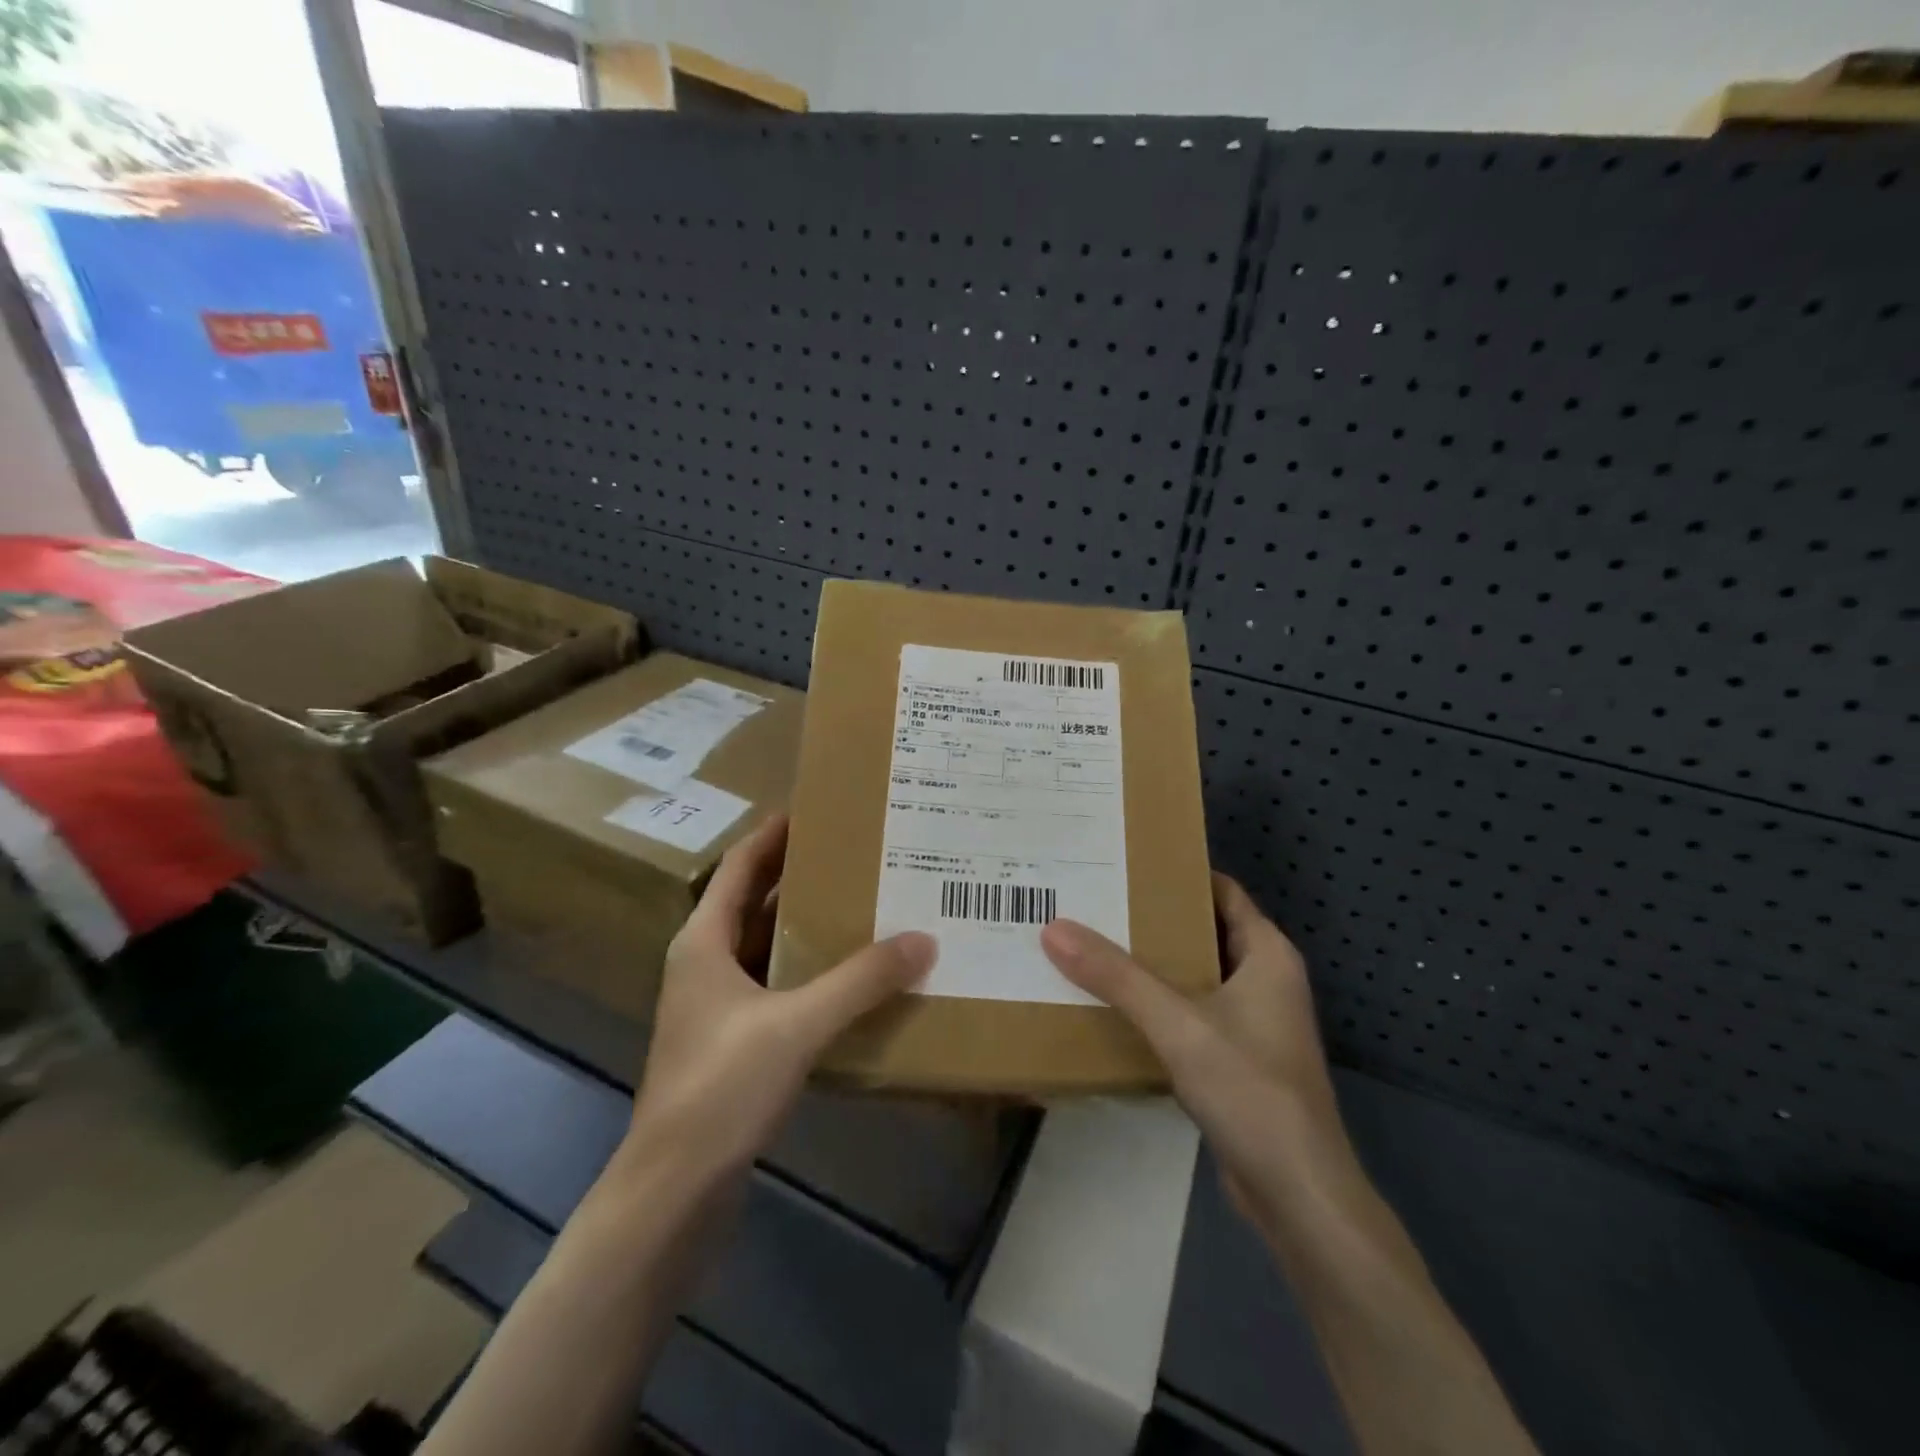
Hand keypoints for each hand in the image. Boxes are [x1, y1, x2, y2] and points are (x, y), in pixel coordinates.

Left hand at [623, 814, 935, 1183]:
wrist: (674, 1191)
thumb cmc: (721, 1088)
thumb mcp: (797, 1024)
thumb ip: (860, 981)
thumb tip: (923, 940)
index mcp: (704, 942)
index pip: (741, 867)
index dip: (774, 835)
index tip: (816, 808)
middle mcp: (706, 965)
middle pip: (756, 904)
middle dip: (801, 877)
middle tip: (856, 854)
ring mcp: (718, 1008)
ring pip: (769, 949)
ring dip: (809, 928)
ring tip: (863, 906)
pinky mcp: (734, 1044)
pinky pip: (779, 989)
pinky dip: (811, 974)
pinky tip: (851, 979)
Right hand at [1041, 875, 1362, 1231]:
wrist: (1297, 1193)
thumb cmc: (1251, 1090)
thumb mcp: (1178, 1024)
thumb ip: (1117, 976)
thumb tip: (1054, 928)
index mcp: (1267, 954)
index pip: (1221, 891)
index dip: (1178, 873)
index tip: (1126, 862)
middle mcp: (1264, 979)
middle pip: (1203, 930)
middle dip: (1153, 917)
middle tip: (1094, 901)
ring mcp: (1252, 1022)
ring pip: (1194, 975)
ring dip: (1151, 963)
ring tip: (1091, 944)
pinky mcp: (1236, 1059)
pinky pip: (1190, 1014)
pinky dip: (1157, 1004)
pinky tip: (1112, 1004)